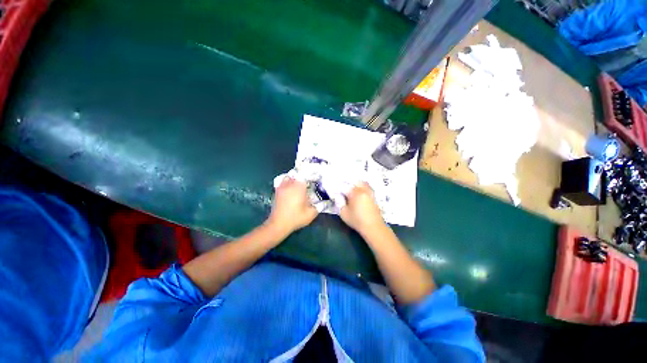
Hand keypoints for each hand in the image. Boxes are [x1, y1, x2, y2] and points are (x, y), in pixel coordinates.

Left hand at [267, 177, 318, 235]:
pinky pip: (283, 181)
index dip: (312, 175)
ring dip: (295, 179)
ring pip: (290, 176)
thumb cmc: (296, 218)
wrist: (278, 224)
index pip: (306, 175)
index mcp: (299, 187)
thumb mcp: (311, 214)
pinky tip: (291, 188)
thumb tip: (327, 202)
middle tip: (310, 183)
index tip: (317, 179)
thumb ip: (320, 206)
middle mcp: (290, 184)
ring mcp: (282, 186)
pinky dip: (288, 182)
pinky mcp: (277, 191)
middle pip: (298, 174)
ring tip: (300, 184)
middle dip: (304, 177)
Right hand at [340, 182, 385, 234]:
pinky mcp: (373, 197)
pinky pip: (367, 188)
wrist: (374, 227)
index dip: (338, 187)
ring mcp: (369, 193)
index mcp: (355, 193)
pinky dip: (362, 187)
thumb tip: (337, 196)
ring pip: (362, 183)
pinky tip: (358, 192)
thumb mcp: (344, 213)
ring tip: (351, 188)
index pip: (344, 186)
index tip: (334, 190)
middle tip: (342, 186)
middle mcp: (363, 190)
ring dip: (356, 184)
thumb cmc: (357, 220)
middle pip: (355, 181)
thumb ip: (339, 203)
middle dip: (348, 182)